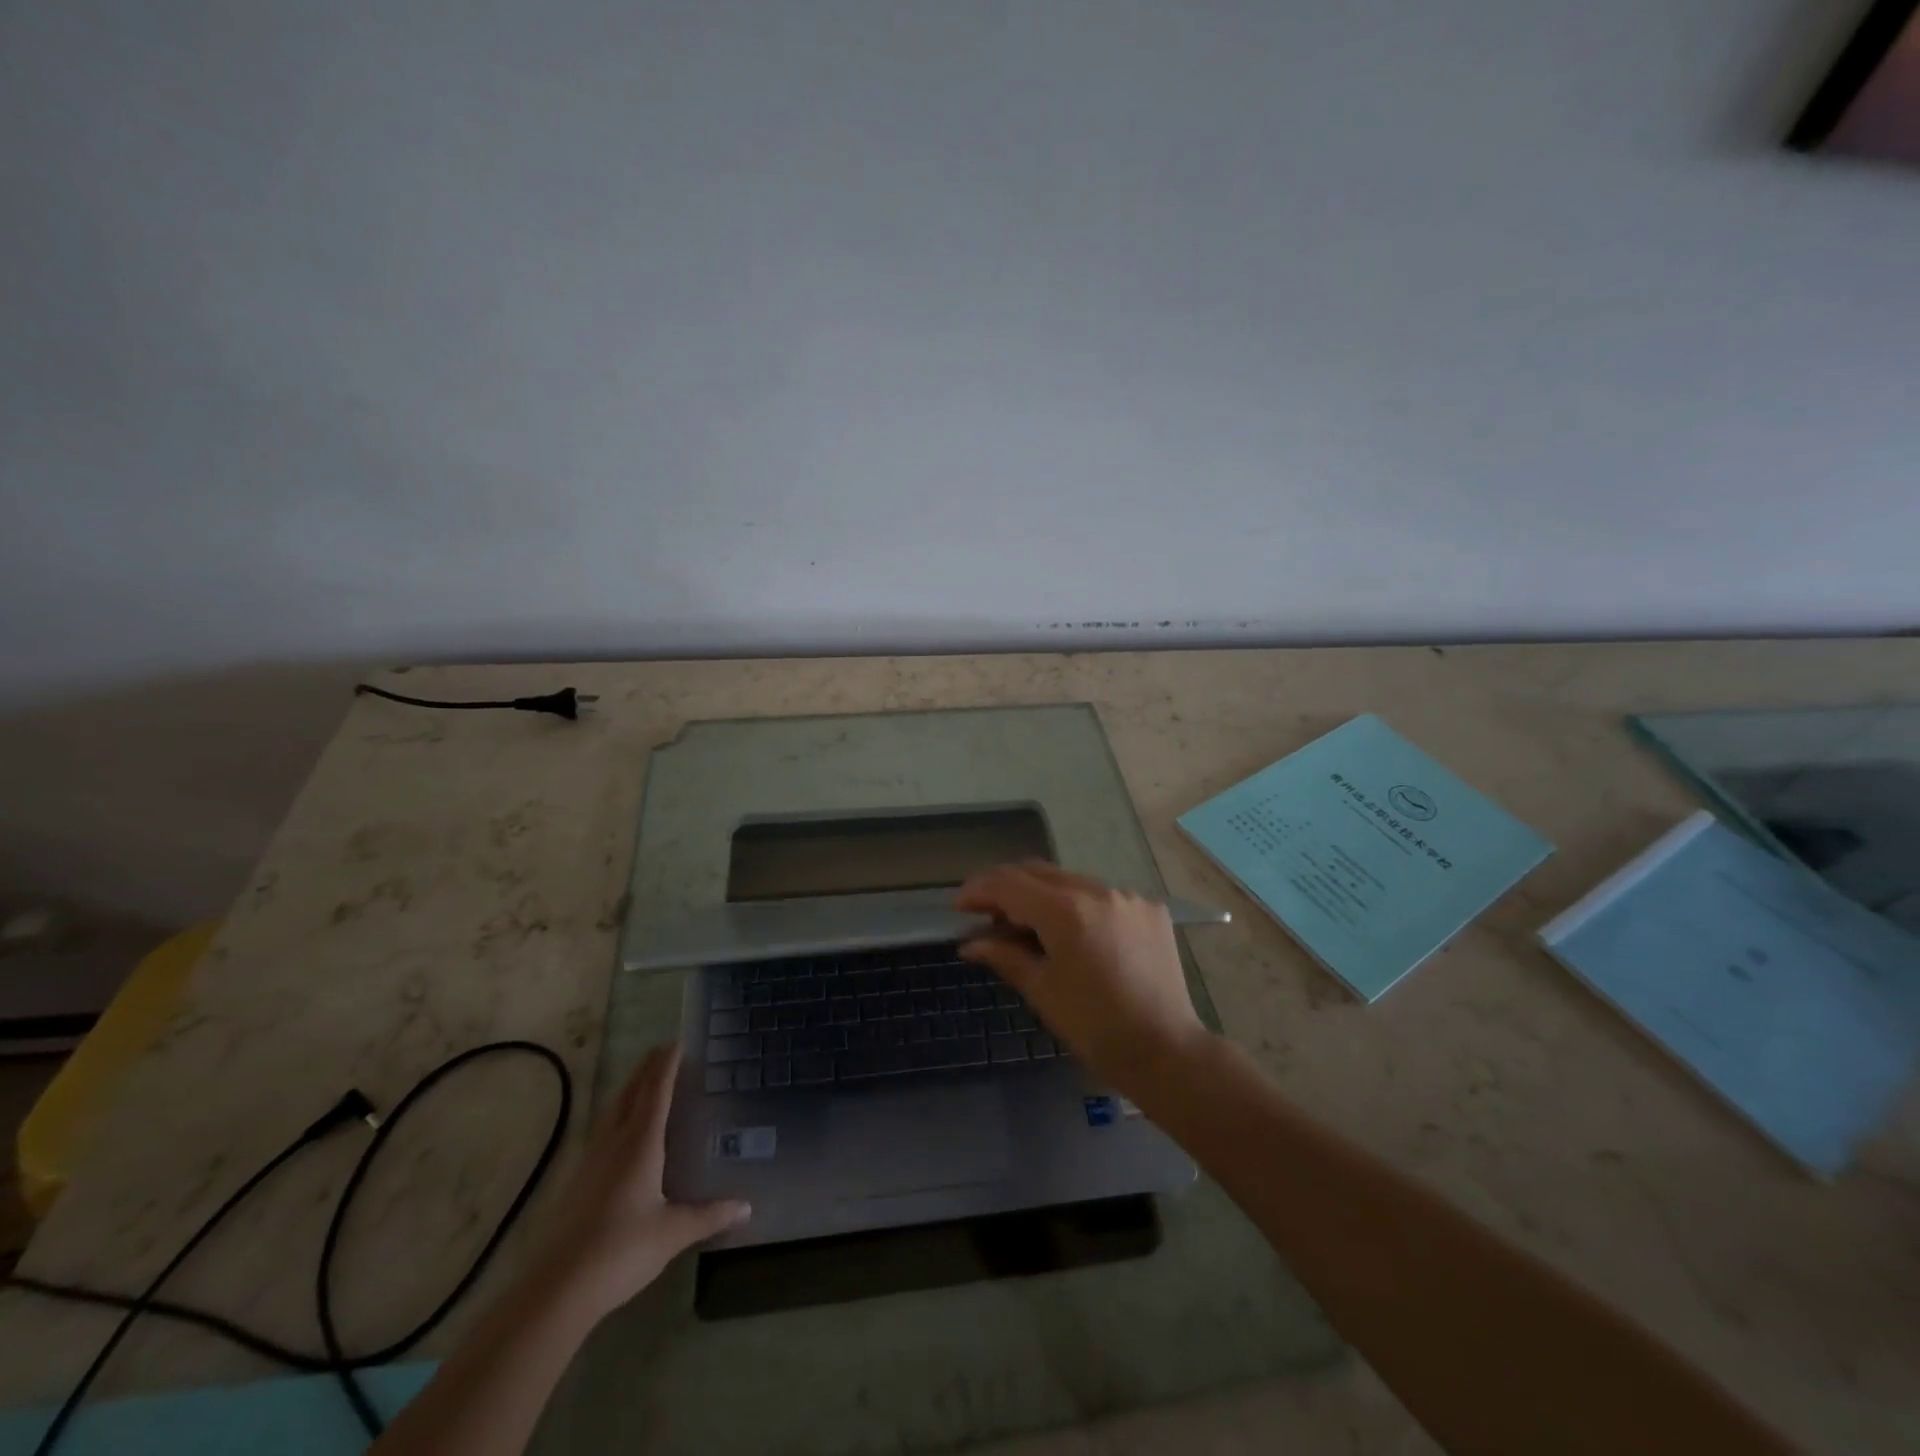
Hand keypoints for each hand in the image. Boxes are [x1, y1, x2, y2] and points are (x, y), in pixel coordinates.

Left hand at [535, 1043, 748, 1320]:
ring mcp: (591, 1162)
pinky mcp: (578, 1183)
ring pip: (612, 1112)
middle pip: (630, 1094)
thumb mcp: (673, 1233)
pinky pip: (603, 1132)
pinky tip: (620, 1132)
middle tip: (662, 1052)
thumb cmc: (622, 1250)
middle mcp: (614, 1143)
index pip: (656, 1092)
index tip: (677, 1042)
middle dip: (647, 1070)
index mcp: (640, 1144)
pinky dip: (617, 1116)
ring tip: (643, 1082)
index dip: (667, 1066)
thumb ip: (710, 1215)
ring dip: (629, 1090)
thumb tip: (747, 1206)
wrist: (557, 1289)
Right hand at [955, 863, 1212, 1094]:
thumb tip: (969, 942)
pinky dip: (1079, 908)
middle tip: (987, 917)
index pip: (1009, 884)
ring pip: (1070, 881)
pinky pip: (1102, 896)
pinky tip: (1075, 938)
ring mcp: (1128, 897)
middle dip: (1008, 889)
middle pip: (1039, 873)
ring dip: (1043, 897)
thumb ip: (1004, 955)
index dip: (978, 891)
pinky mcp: (1149, 909)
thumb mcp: (1041, 990)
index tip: (959, 907)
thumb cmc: (1094, 1028)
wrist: (1165, 1051)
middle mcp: (1098, 890)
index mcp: (1067, 911)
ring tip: (1029, 930)